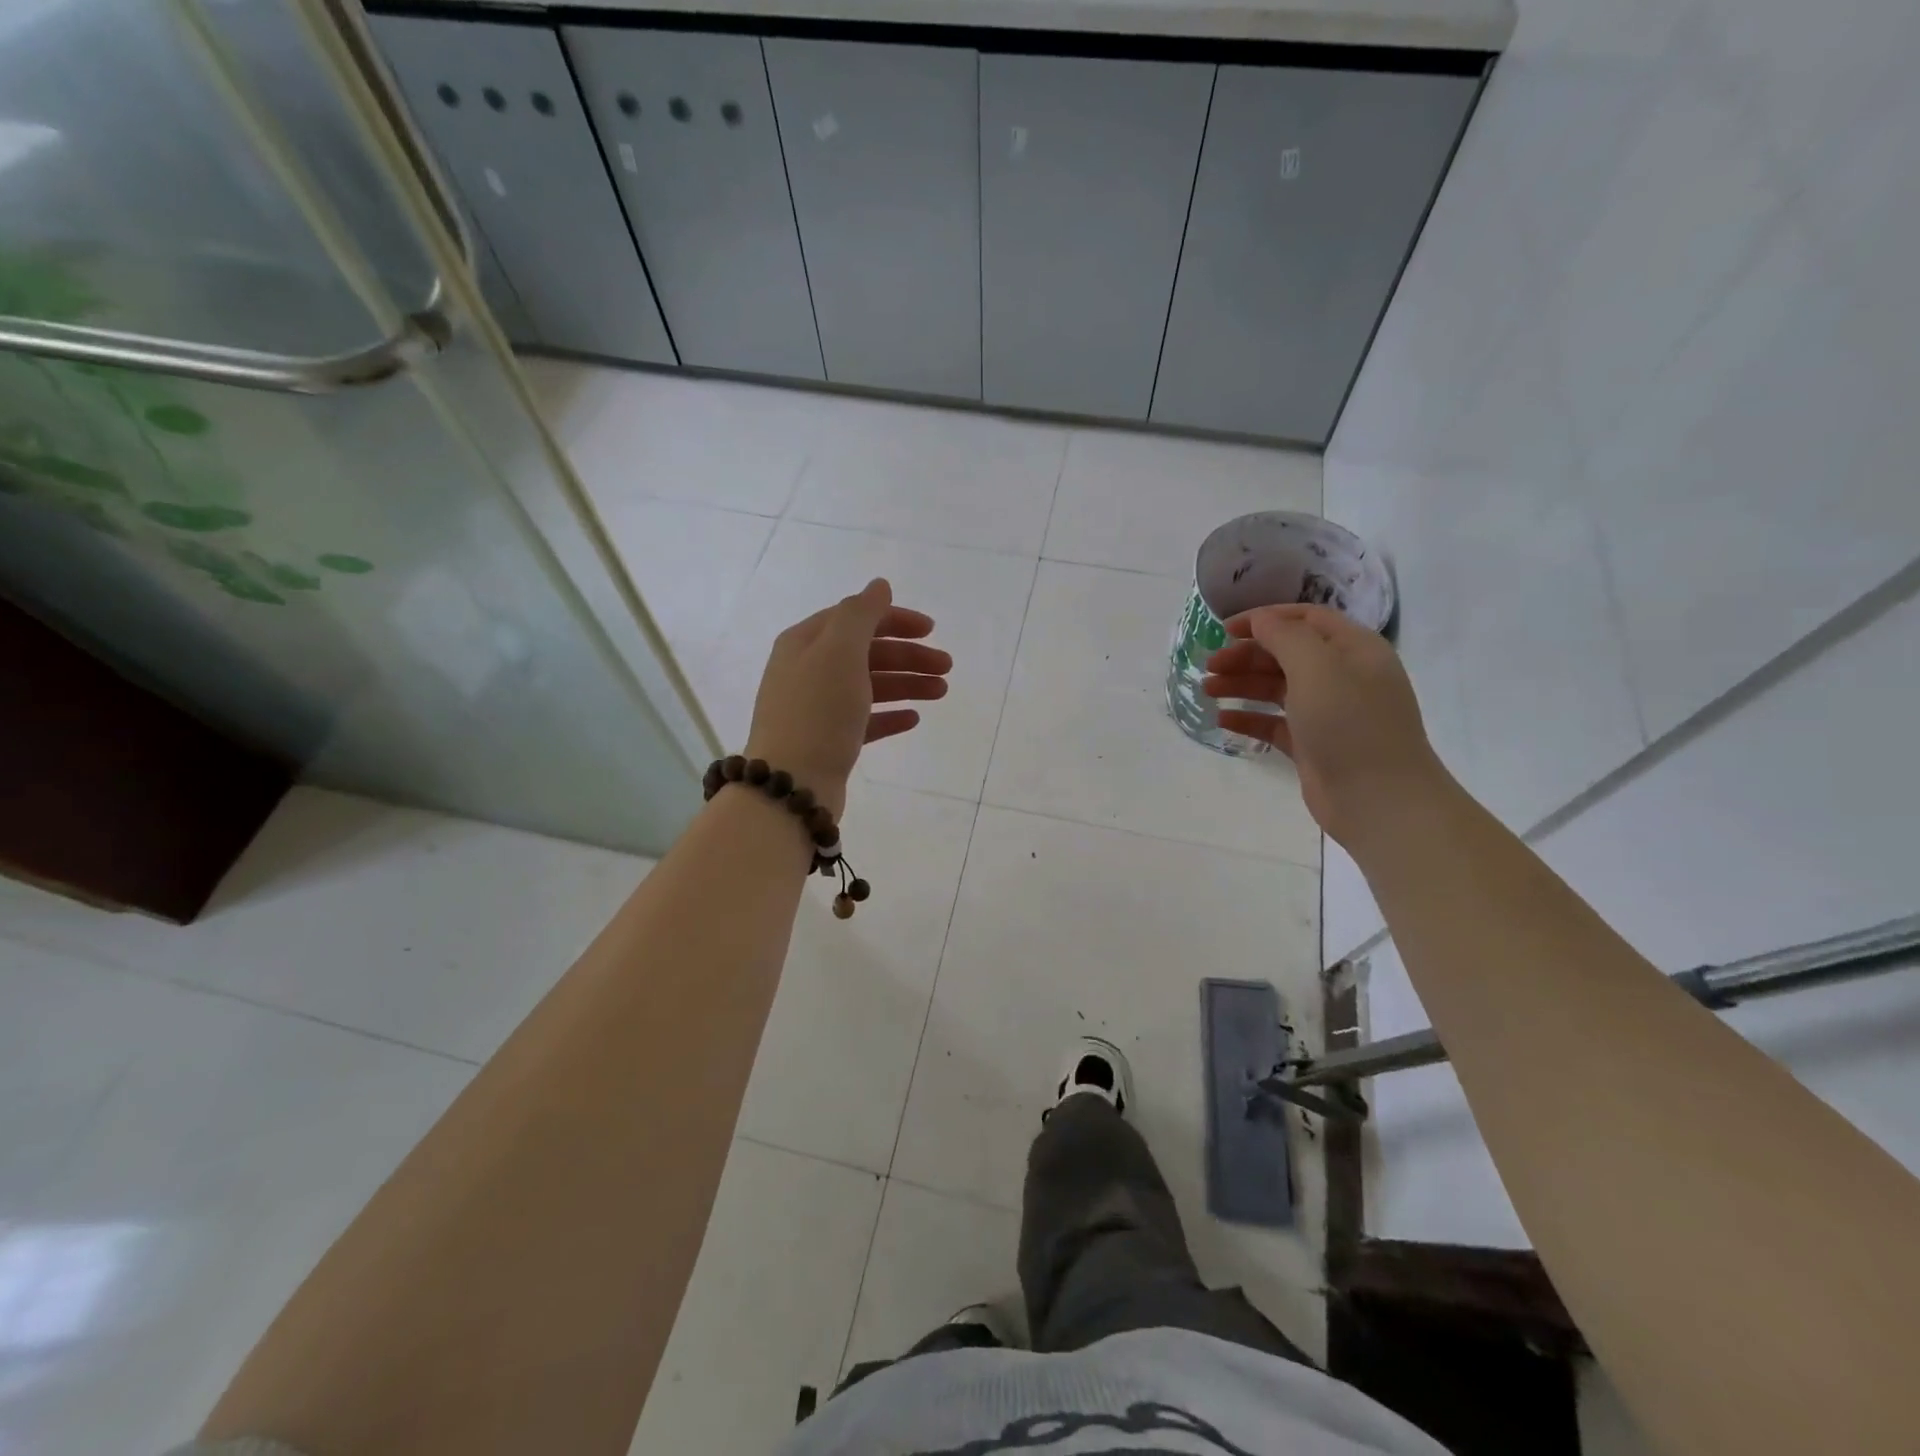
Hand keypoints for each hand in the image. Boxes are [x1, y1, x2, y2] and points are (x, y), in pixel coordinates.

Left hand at [743, 579, 949, 816]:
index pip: (855, 618)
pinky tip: (913, 719)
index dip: (894, 620)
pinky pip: (864, 720)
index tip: (931, 630)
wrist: (791, 784)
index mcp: (805, 642)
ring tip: (941, 693)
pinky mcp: (828, 740)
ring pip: (869, 686)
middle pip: (866, 652)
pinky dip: (889, 715)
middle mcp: (808, 670)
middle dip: (908, 656)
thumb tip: (879, 586)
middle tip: (946, 668)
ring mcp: (817, 707)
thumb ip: (861, 614)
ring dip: (906, 684)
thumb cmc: (817, 712)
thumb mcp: (839, 652)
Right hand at [1202, 603, 1452, 848]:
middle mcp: (1343, 676)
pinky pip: (1275, 723)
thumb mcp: (1317, 667)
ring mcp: (1328, 712)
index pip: (1305, 618)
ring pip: (1277, 688)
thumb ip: (1285, 636)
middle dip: (1246, 655)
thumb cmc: (1349, 724)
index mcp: (1353, 649)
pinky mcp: (1313, 744)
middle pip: (1286, 653)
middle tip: (1209, 666)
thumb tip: (1261, 620)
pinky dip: (1249, 718)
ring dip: (1241, 684)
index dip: (1264, 619)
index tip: (1225, 630)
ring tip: (1207, 690)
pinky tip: (1223, 720)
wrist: (1378, 799)